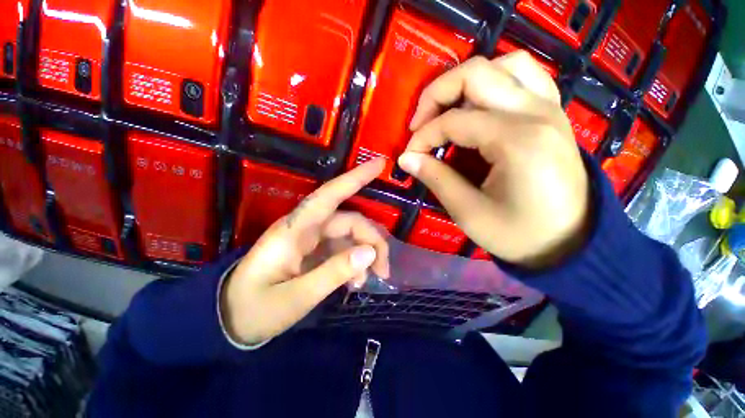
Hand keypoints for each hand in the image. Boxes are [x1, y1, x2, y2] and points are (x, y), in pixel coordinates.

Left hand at [221, 159, 389, 345]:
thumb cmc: (255, 309)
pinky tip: (356, 282)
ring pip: (350, 235)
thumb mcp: (296, 298)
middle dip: (372, 241)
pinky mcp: (313, 251)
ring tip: (369, 281)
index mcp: (294, 231)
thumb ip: (333, 273)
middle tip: (383, 270)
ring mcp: (311, 239)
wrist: (230, 320)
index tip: (380, 164)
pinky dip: (354, 262)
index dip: (355, 178)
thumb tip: (369, 253)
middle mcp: (305, 228)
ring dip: (365, 254)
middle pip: (350, 221)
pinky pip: (342, 248)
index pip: (329, 195)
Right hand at [398, 52, 589, 268]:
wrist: (571, 242)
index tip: (409, 157)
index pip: (453, 122)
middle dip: (436, 95)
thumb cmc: (520, 235)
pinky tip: (481, 105)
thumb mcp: (469, 213)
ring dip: (466, 82)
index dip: (422, 138)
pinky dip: (495, 81)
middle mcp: (536, 112)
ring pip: (503, 64)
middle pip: (476, 73)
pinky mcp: (552, 113)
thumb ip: (435, 179)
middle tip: (420, 124)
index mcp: (516, 141)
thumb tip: (406, 159)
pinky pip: (524, 76)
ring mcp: (549, 108)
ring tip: (447, 111)